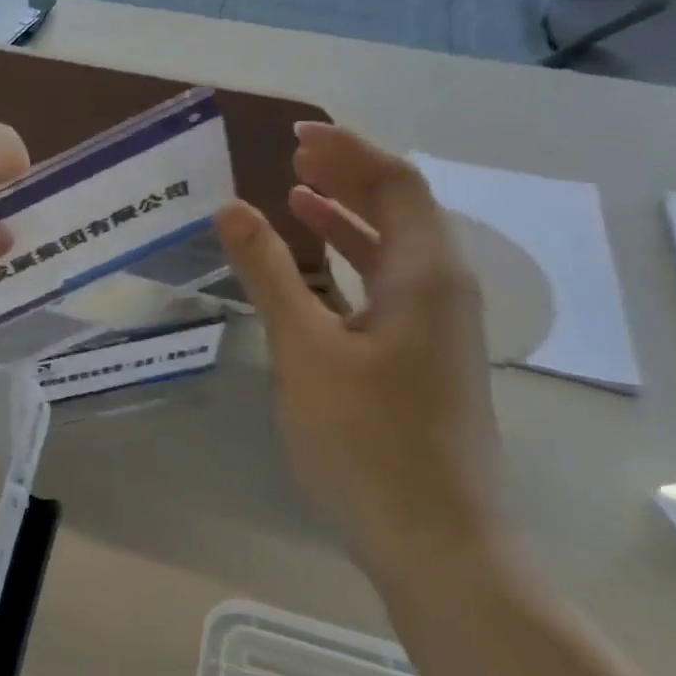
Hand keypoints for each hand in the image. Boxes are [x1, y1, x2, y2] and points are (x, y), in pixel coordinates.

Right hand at [215, 122, 502, 577]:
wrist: (434, 540)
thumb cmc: (367, 440)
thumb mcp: (304, 349)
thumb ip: (269, 272)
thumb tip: (232, 207)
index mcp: (426, 275)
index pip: (395, 184)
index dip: (348, 151)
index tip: (296, 135)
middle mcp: (443, 289)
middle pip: (401, 209)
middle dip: (349, 174)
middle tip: (292, 155)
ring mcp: (437, 326)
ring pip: (394, 248)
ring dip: (348, 216)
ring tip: (296, 194)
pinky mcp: (423, 356)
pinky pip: (388, 284)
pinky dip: (351, 260)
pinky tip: (317, 266)